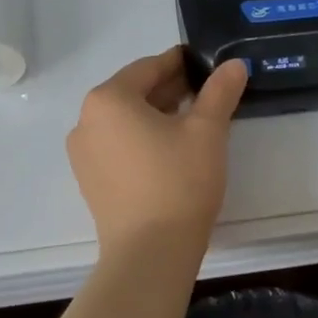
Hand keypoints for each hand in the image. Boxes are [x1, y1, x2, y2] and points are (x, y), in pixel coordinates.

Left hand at [66, 48, 248, 267]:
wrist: (150, 254)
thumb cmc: (178, 181)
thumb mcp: (207, 130)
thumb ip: (220, 91)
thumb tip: (234, 64)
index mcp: (108, 99)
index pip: (149, 67)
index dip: (181, 63)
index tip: (206, 64)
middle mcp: (86, 120)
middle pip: (134, 92)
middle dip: (170, 89)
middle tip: (207, 92)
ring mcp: (83, 153)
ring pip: (126, 120)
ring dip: (157, 114)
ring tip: (194, 120)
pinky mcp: (90, 181)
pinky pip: (118, 145)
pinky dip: (143, 138)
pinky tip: (171, 149)